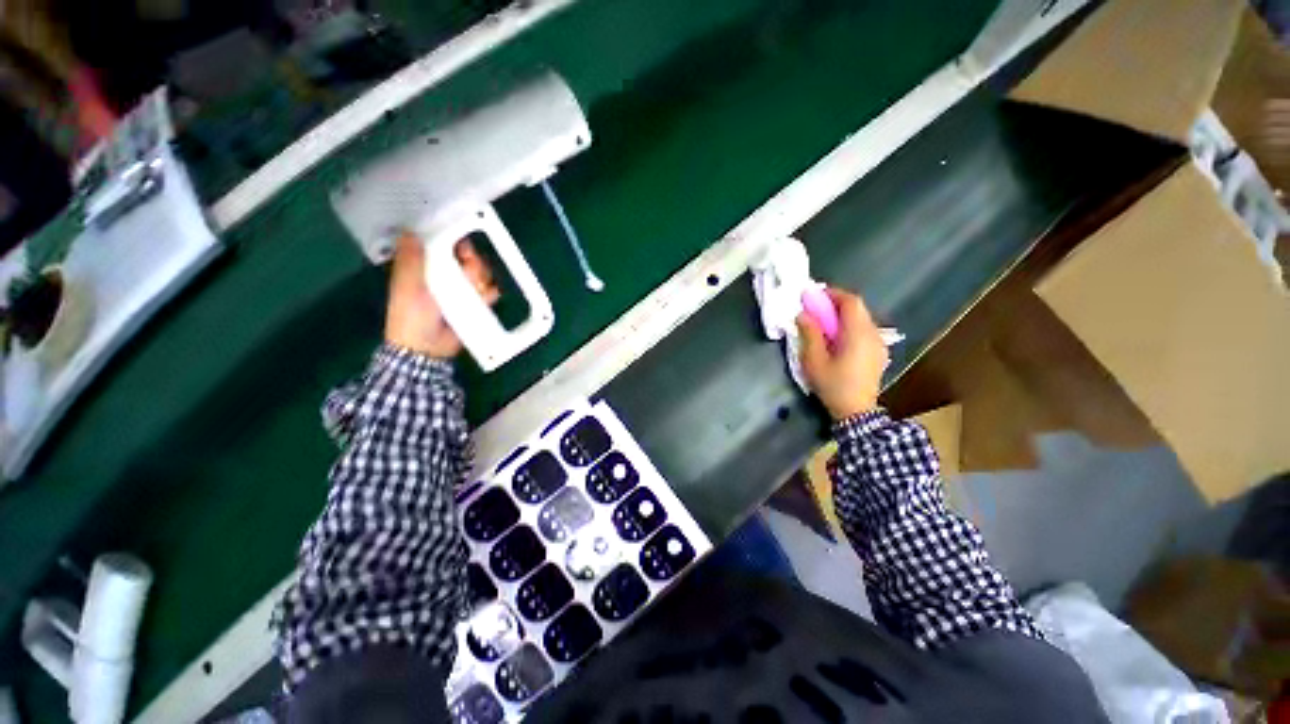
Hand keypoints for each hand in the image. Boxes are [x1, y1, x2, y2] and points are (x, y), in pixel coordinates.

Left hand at [384, 233, 498, 358]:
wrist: (427, 348)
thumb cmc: (411, 317)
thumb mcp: (406, 287)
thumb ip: (410, 262)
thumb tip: (410, 232)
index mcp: (427, 268)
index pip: (446, 246)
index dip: (455, 242)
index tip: (462, 245)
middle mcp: (447, 276)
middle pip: (469, 259)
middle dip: (473, 262)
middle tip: (470, 269)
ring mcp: (463, 291)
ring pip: (481, 275)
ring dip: (481, 279)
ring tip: (474, 290)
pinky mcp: (476, 305)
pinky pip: (489, 293)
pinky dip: (489, 294)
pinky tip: (484, 298)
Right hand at [797, 287, 888, 419]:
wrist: (856, 412)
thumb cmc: (833, 385)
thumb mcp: (814, 360)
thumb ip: (809, 334)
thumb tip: (802, 315)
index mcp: (858, 333)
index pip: (851, 301)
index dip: (833, 293)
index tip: (814, 294)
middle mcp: (873, 334)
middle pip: (858, 308)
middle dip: (836, 304)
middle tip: (815, 308)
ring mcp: (878, 344)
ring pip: (861, 319)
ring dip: (843, 316)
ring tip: (823, 323)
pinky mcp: (878, 353)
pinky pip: (864, 330)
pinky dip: (850, 327)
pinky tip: (837, 339)